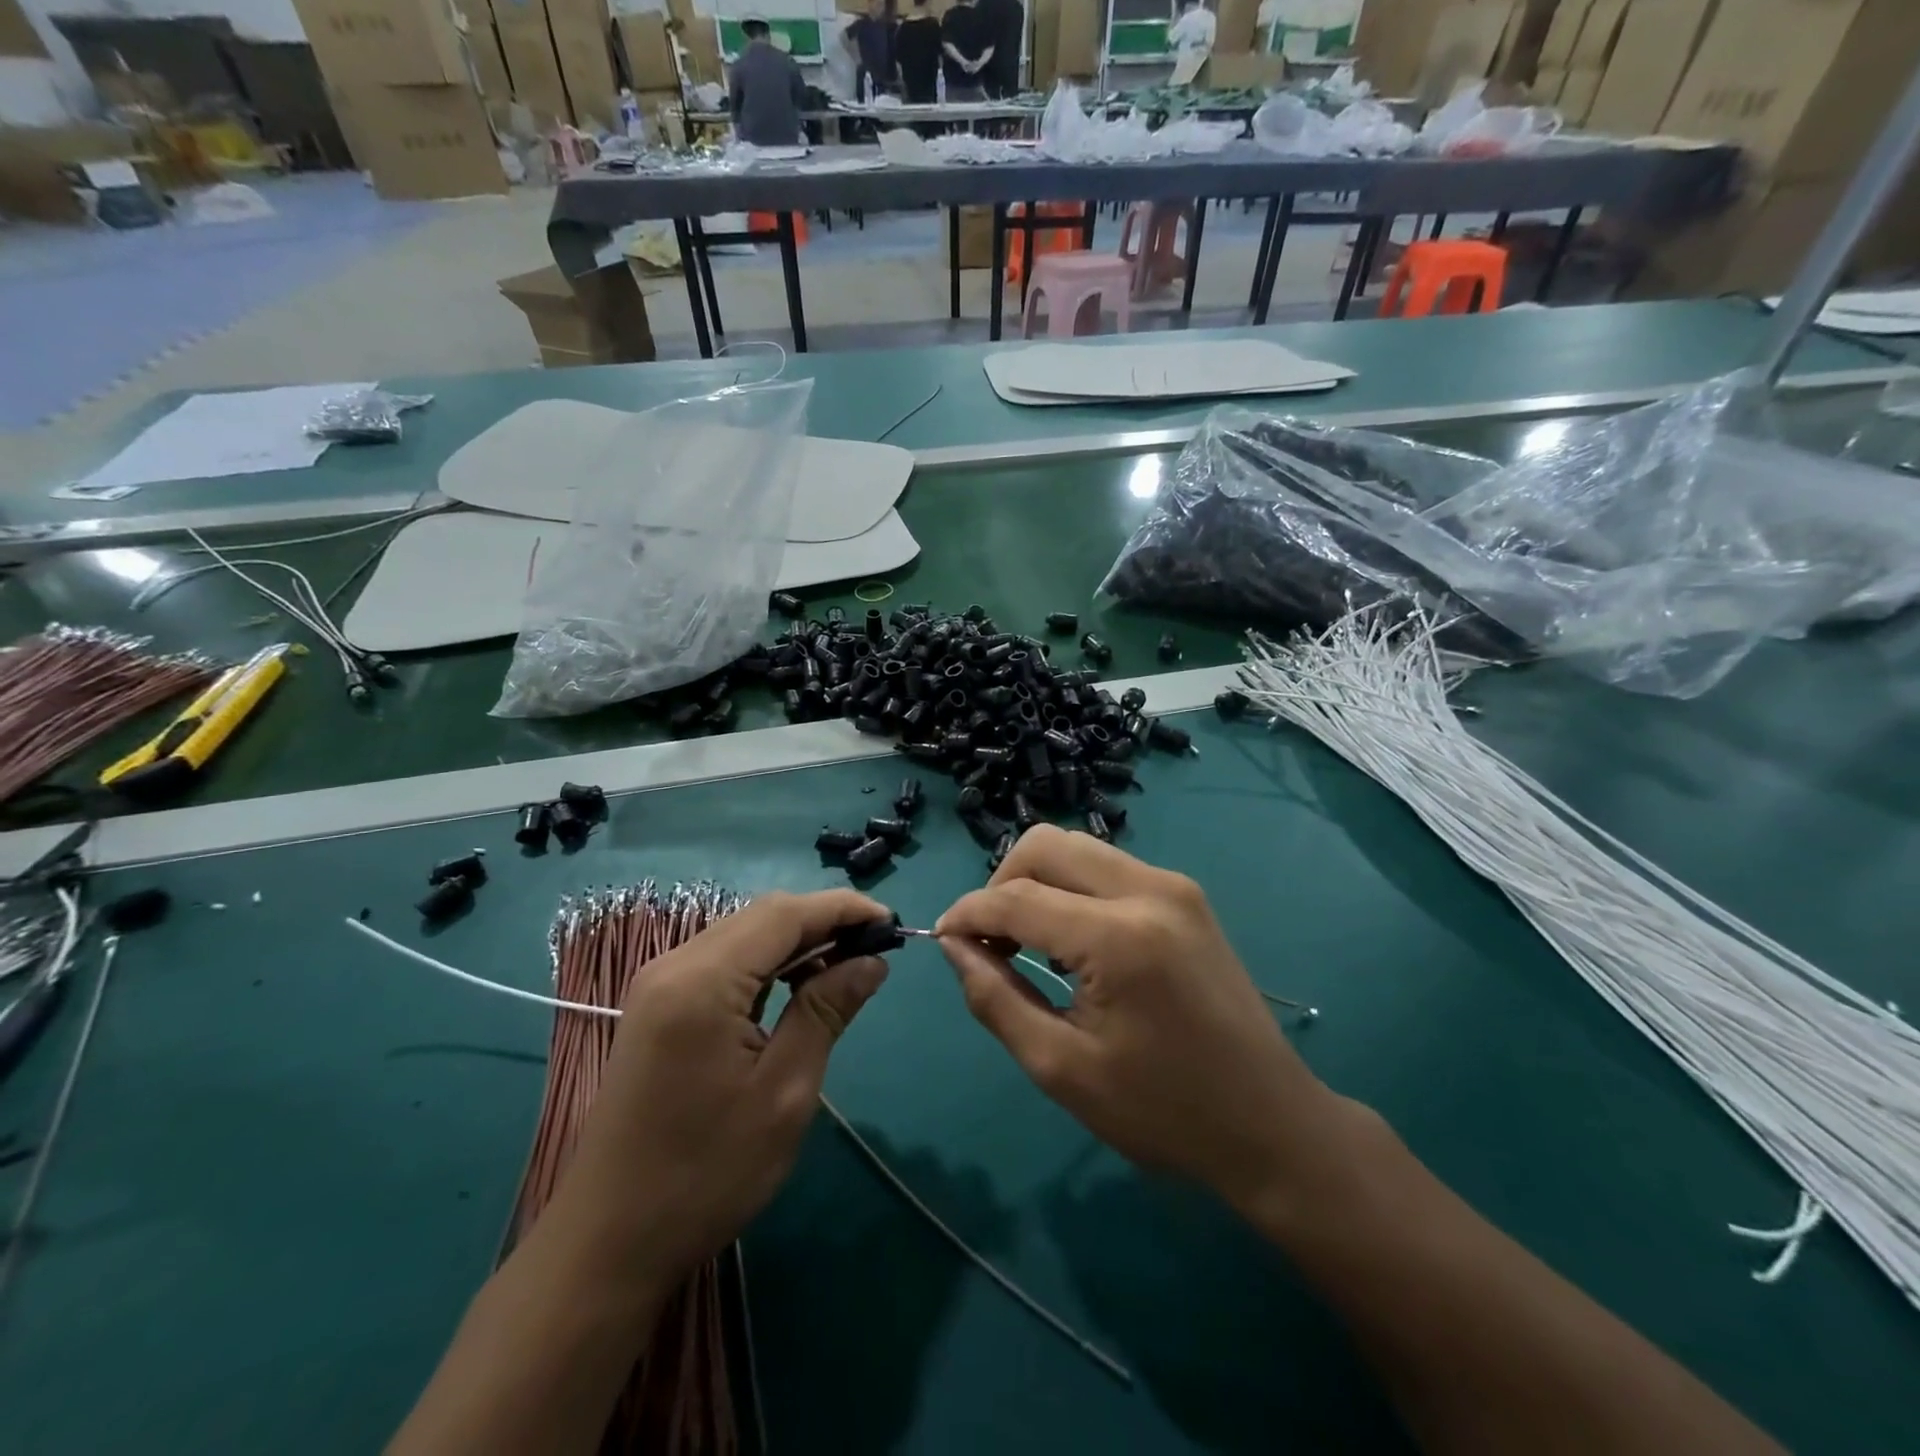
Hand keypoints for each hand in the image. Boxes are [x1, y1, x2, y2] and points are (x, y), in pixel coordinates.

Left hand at [554, 889, 891, 1281]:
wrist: (609, 1242)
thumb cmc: (706, 1173)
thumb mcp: (785, 1092)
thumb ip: (826, 1011)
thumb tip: (872, 962)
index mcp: (702, 981)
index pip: (784, 914)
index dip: (842, 908)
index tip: (891, 922)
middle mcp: (674, 965)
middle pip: (761, 916)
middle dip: (822, 922)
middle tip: (874, 948)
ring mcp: (659, 984)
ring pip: (743, 935)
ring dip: (796, 942)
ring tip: (846, 968)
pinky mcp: (657, 1006)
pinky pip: (723, 962)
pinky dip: (767, 964)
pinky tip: (797, 988)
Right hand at [937, 827, 1338, 1216]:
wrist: (1270, 1122)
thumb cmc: (1163, 1111)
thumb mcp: (1062, 1069)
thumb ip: (996, 999)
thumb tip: (953, 947)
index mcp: (1119, 937)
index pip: (1016, 897)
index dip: (968, 915)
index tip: (942, 940)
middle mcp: (1148, 890)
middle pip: (1046, 845)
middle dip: (1000, 883)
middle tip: (988, 941)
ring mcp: (1174, 885)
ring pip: (1077, 847)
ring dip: (1036, 881)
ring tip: (1023, 940)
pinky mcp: (1186, 895)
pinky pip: (1107, 867)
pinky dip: (1071, 887)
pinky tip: (1068, 937)